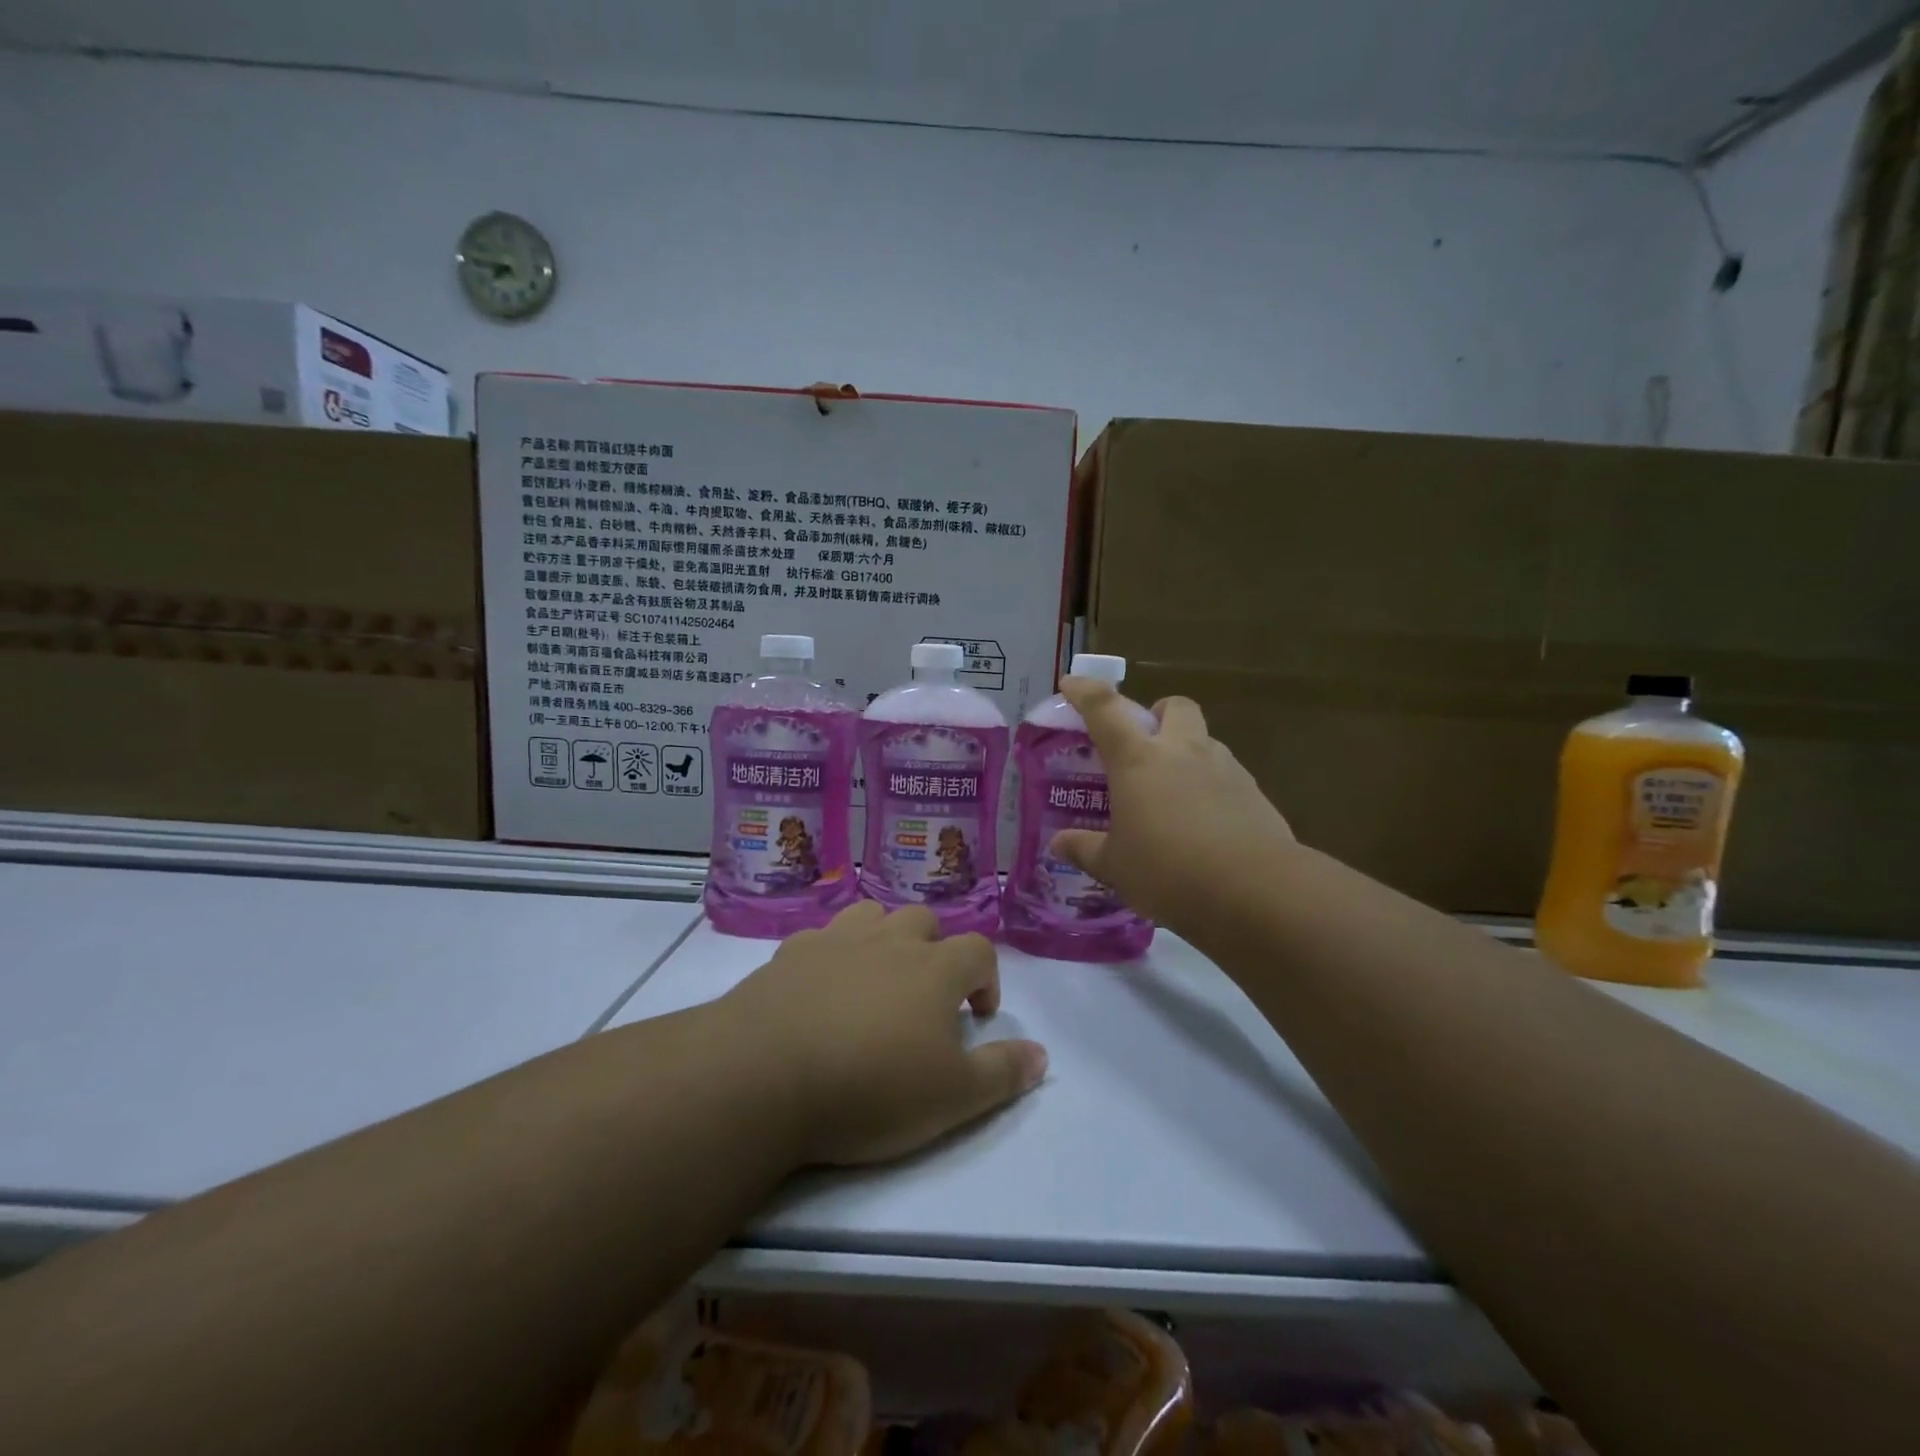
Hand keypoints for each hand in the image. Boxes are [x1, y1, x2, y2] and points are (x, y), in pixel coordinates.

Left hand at [722, 902, 1047, 1166]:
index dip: (987, 978)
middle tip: (926, 998)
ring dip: (885, 937)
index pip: (979, 951)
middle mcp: (890, 940)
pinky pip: (823, 935)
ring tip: (878, 978)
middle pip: (925, 921)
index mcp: (935, 969)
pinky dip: (834, 951)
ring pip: (873, 914)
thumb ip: (1003, 1073)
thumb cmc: (869, 1088)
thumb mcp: (952, 1098)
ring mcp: (836, 940)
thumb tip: (1042, 1054)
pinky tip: (822, 985)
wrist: (764, 1074)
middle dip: (935, 951)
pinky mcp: (790, 952)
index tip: (977, 1015)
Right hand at [1051, 677, 1294, 933]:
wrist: (1254, 891)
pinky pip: (1228, 777)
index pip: (1104, 709)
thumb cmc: (1168, 872)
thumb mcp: (1115, 866)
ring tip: (1174, 795)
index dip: (1084, 691)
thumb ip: (1085, 849)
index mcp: (1138, 760)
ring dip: (1187, 753)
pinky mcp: (1255, 794)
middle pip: (1174, 706)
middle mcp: (1182, 751)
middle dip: (1158, 714)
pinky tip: (1206, 825)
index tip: (1070, 684)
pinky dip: (1212, 788)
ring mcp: (1225, 769)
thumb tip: (1059, 844)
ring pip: (1204, 741)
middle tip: (1145, 744)